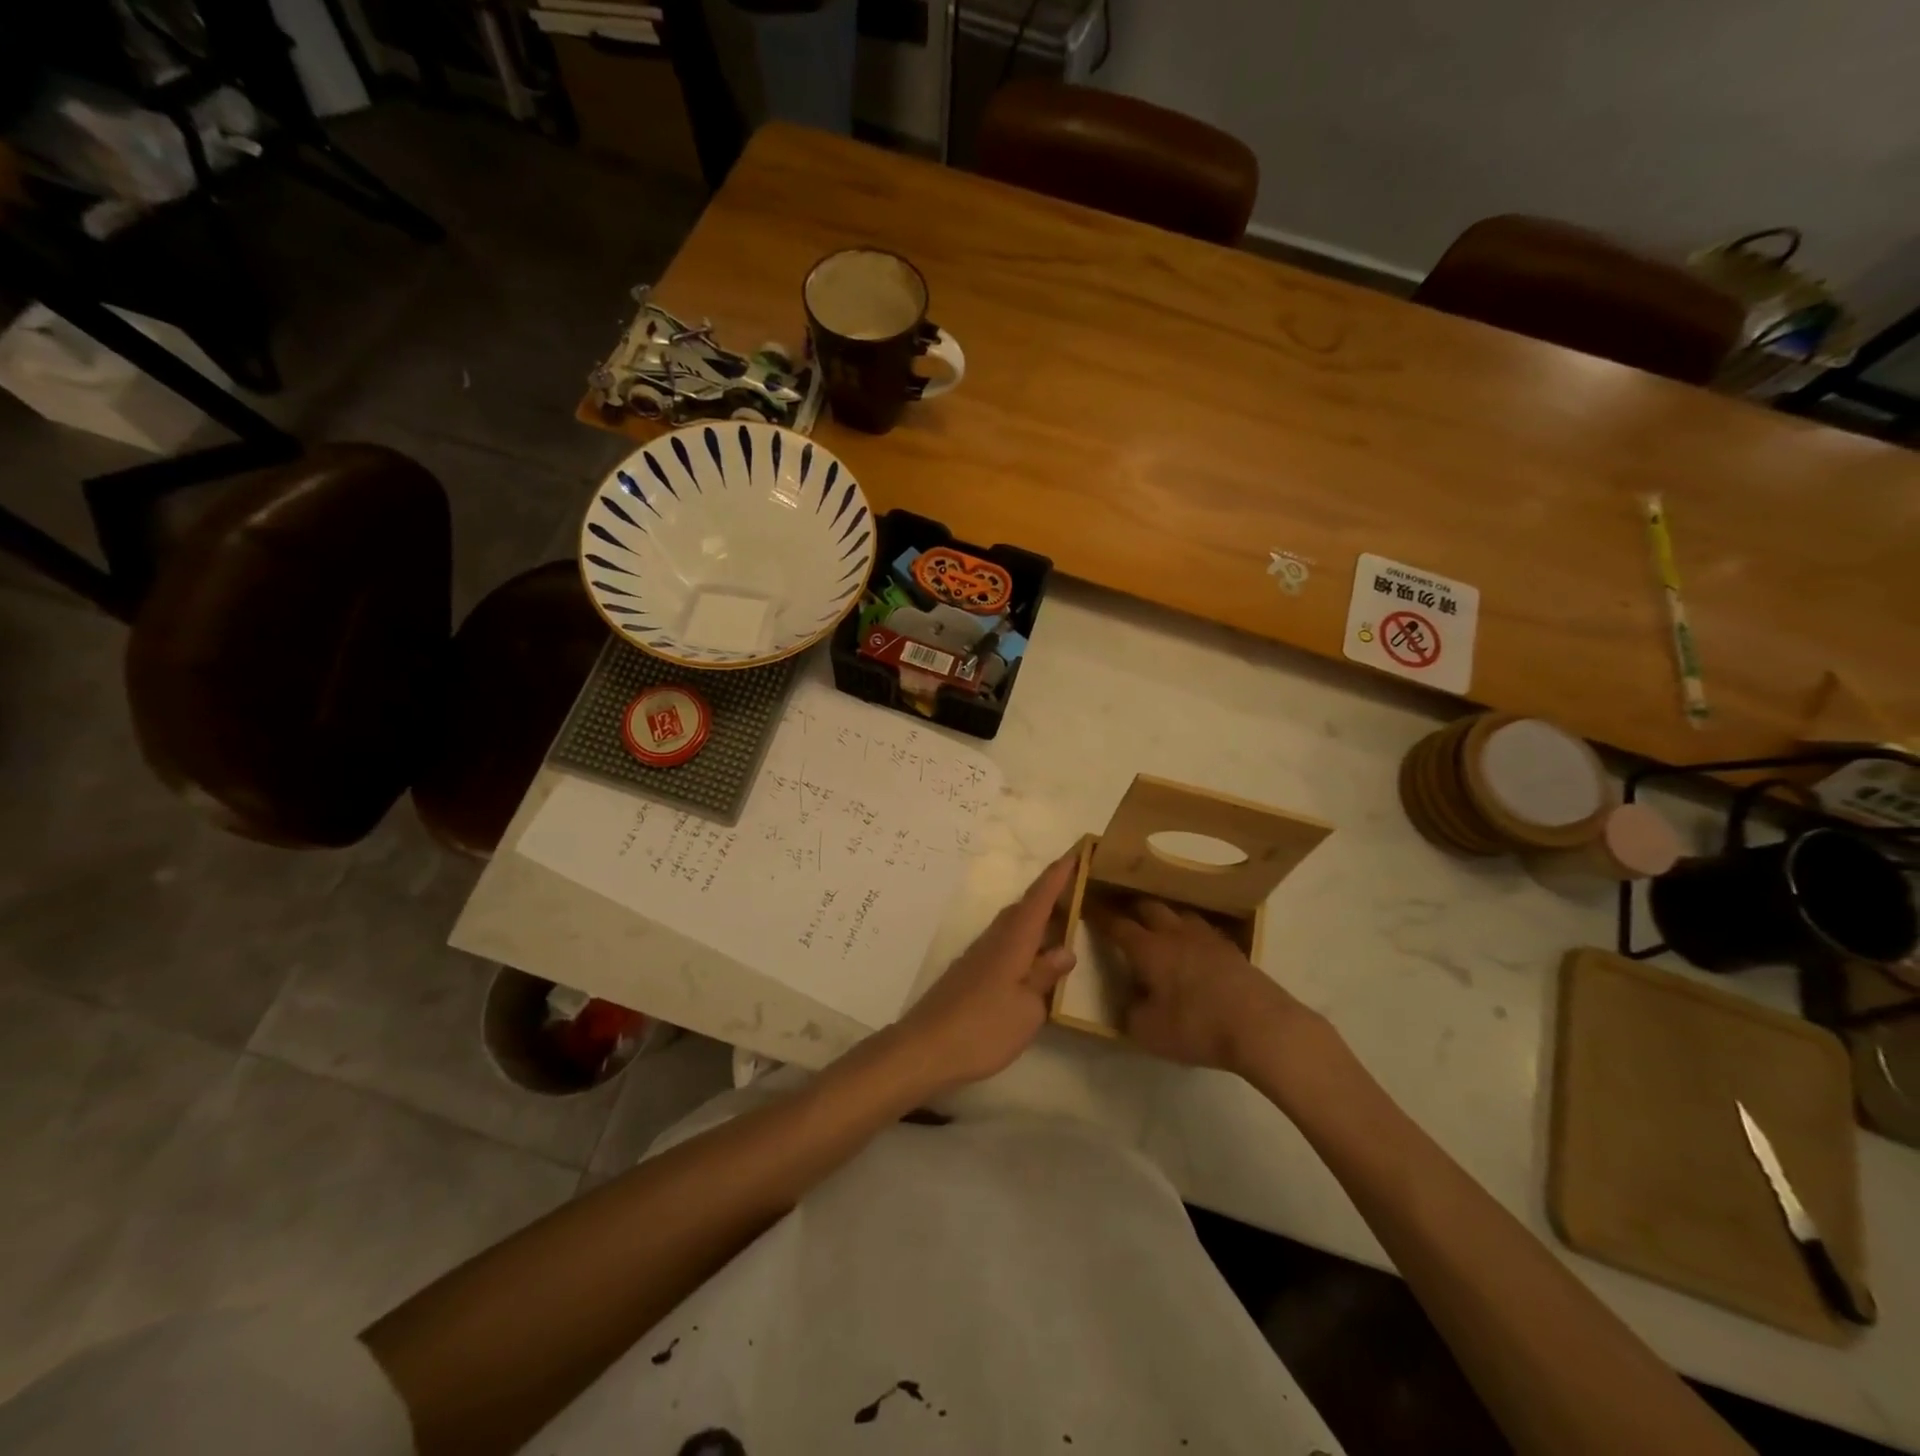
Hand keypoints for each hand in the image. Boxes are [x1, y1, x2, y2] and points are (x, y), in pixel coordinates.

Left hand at [892, 853, 1078, 1094]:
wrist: (926, 1048)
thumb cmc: (983, 1029)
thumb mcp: (1027, 1009)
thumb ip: (1045, 976)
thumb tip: (1065, 950)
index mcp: (1013, 942)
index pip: (1039, 899)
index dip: (1058, 875)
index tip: (1076, 852)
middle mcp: (995, 940)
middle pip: (1025, 907)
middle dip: (1050, 894)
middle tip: (1078, 889)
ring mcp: (979, 955)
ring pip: (1013, 925)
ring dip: (1037, 918)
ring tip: (1062, 923)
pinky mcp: (971, 972)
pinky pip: (1004, 942)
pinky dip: (1024, 940)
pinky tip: (1033, 958)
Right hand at [1086, 896, 1321, 1077]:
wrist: (1262, 1027)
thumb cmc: (1197, 1027)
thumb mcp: (1149, 1032)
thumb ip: (1131, 1013)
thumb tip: (1130, 1001)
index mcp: (1148, 949)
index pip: (1116, 924)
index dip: (1099, 916)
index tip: (1085, 907)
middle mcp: (1174, 933)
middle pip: (1148, 907)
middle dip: (1131, 908)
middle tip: (1121, 915)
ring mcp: (1206, 937)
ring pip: (1178, 913)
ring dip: (1163, 916)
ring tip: (1158, 926)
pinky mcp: (1231, 949)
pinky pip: (1202, 929)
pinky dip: (1190, 932)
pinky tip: (1193, 946)